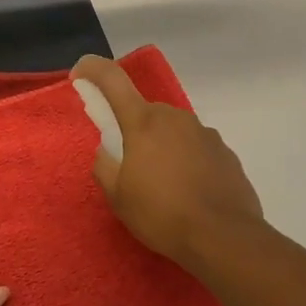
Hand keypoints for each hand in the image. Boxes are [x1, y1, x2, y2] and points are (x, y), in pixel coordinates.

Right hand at [70, 55, 263, 272]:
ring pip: (173, 131)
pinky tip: (189, 194)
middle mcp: (176, 117)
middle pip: (145, 112)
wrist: (224, 237)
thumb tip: (107, 150)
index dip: (92, 69)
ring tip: (164, 188)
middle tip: (130, 167)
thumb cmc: (162, 214)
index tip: (79, 75)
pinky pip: (196, 149)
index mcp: (144, 122)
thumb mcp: (118, 197)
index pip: (112, 79)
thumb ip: (105, 165)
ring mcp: (205, 133)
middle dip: (134, 131)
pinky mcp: (226, 152)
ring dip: (163, 148)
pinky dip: (187, 162)